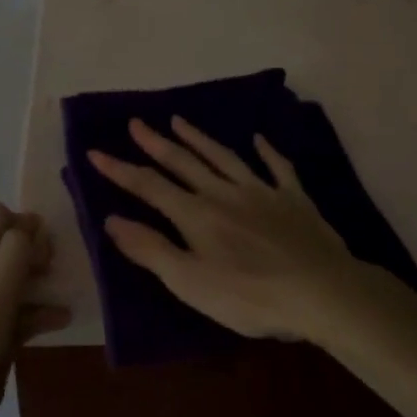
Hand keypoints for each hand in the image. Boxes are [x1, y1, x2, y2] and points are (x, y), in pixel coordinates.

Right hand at [87, 117, 386, 341]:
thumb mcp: (190, 282)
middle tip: (136, 123)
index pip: (149, 186)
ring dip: (199, 139)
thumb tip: (111, 219)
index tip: (95, 151)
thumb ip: (151, 249)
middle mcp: (224, 193)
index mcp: (196, 215)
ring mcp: (261, 191)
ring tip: (180, 120)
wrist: (321, 290)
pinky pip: (277, 167)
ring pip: (224, 157)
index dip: (120, 170)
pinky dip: (266, 151)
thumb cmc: (250, 296)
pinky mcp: (294, 199)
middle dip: (156, 143)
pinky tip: (258, 139)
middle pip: (184, 163)